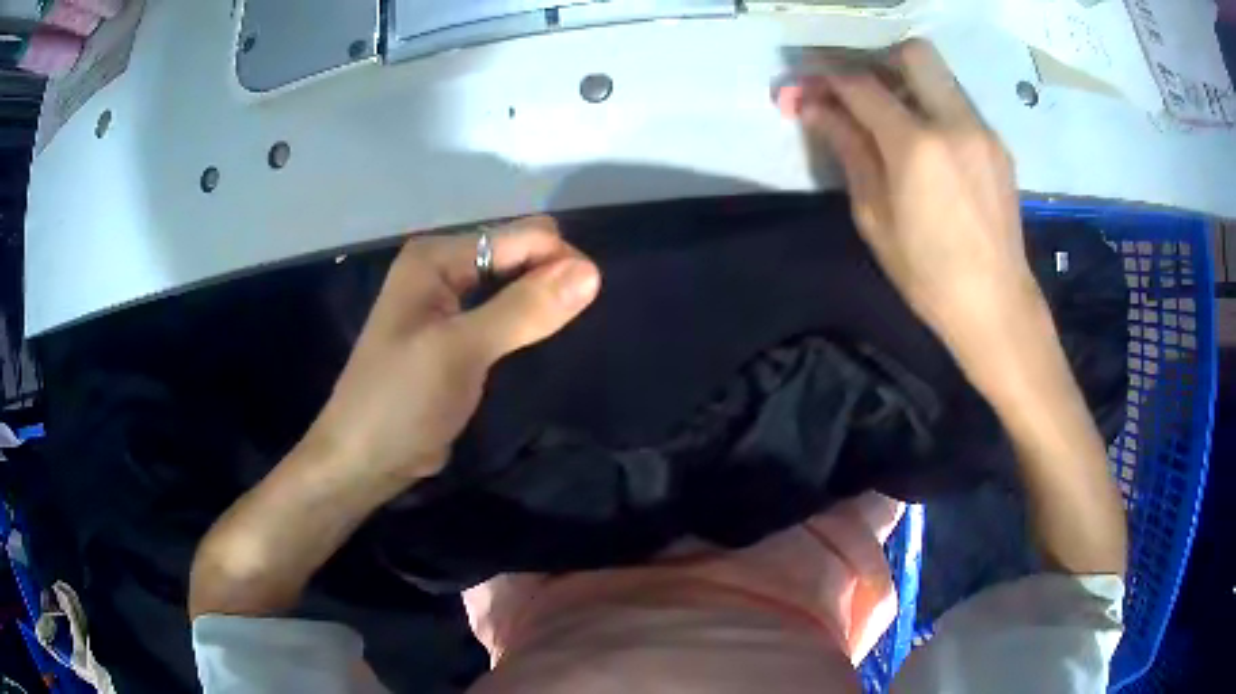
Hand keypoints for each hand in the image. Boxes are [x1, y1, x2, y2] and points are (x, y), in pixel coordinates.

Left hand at [306, 216, 600, 488]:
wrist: (364, 460)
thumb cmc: (400, 401)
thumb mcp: (460, 352)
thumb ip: (523, 310)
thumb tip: (591, 272)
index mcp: (435, 257)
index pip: (518, 237)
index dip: (557, 260)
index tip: (588, 299)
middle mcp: (442, 269)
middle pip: (517, 255)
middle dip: (551, 278)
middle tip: (573, 320)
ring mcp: (448, 304)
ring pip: (514, 286)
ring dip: (542, 302)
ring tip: (566, 329)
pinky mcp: (457, 336)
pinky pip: (505, 314)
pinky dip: (528, 322)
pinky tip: (543, 339)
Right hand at [791, 40, 1044, 370]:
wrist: (996, 303)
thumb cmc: (927, 274)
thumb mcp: (874, 216)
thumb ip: (848, 150)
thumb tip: (815, 108)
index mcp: (917, 145)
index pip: (862, 84)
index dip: (827, 78)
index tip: (808, 85)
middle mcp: (954, 122)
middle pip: (913, 53)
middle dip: (877, 61)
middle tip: (861, 91)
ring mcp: (982, 130)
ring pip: (940, 75)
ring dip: (908, 82)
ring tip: (893, 118)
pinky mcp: (998, 144)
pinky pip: (959, 103)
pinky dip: (934, 107)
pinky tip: (929, 145)